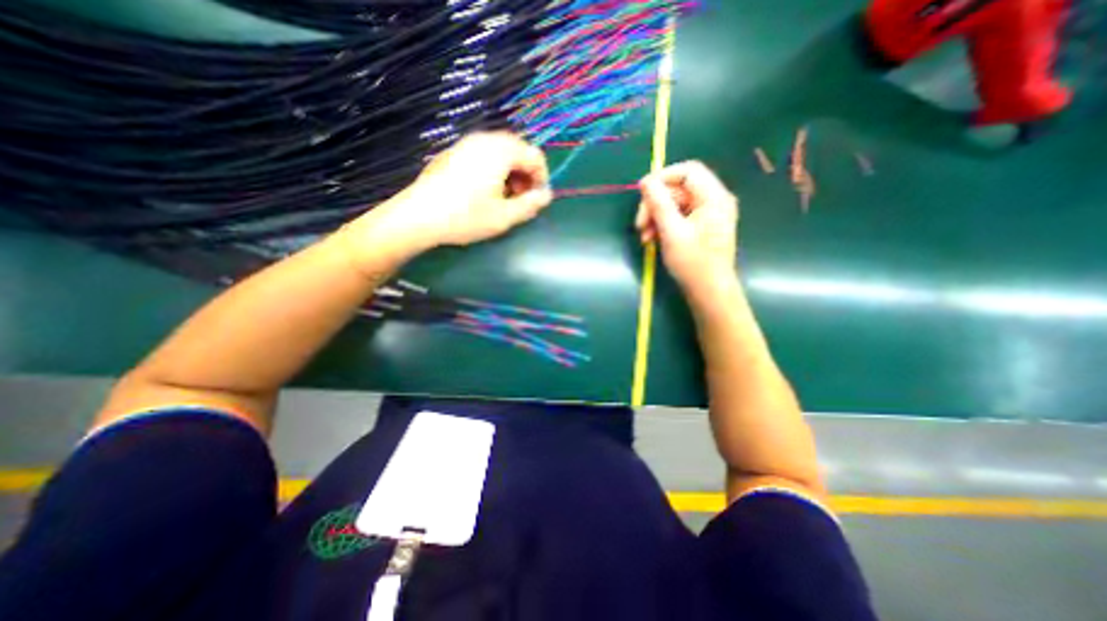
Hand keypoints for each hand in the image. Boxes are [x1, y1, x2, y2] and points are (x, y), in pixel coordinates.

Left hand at [366, 130, 550, 252]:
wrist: (418, 216)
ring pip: (500, 153)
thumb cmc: (466, 217)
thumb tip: (546, 195)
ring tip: (504, 199)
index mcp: (501, 150)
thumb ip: (531, 204)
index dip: (542, 178)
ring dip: (510, 174)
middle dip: (525, 176)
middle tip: (521, 200)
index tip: (537, 200)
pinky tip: (485, 193)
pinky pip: (483, 156)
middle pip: (517, 151)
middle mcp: (484, 139)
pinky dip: (493, 171)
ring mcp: (465, 144)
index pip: (535, 155)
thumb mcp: (505, 216)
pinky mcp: (453, 153)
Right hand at [637, 160, 738, 294]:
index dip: (663, 177)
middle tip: (639, 224)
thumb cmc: (693, 263)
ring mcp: (708, 215)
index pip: (688, 171)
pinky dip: (663, 225)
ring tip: (644, 237)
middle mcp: (714, 201)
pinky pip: (678, 217)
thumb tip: (645, 181)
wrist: (709, 293)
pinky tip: (651, 239)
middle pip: (679, 189)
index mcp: (714, 197)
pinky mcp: (701, 228)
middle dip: (655, 204)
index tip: (641, 192)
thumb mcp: (672, 231)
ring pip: (675, 204)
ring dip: (656, 217)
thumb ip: (659, 203)